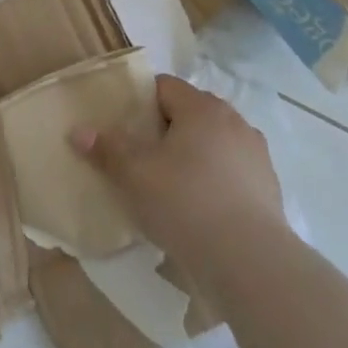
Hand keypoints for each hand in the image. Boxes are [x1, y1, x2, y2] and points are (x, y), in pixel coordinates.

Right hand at [70, 74, 285, 263]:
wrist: (249, 261)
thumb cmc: (185, 202)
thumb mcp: (134, 174)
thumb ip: (107, 148)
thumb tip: (79, 131)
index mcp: (202, 108)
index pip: (164, 86)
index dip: (140, 101)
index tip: (122, 125)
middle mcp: (234, 122)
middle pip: (190, 112)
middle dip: (164, 128)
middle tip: (139, 154)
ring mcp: (256, 155)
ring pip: (212, 143)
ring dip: (191, 155)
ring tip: (168, 183)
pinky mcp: (269, 188)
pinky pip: (230, 171)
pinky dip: (213, 180)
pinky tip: (197, 207)